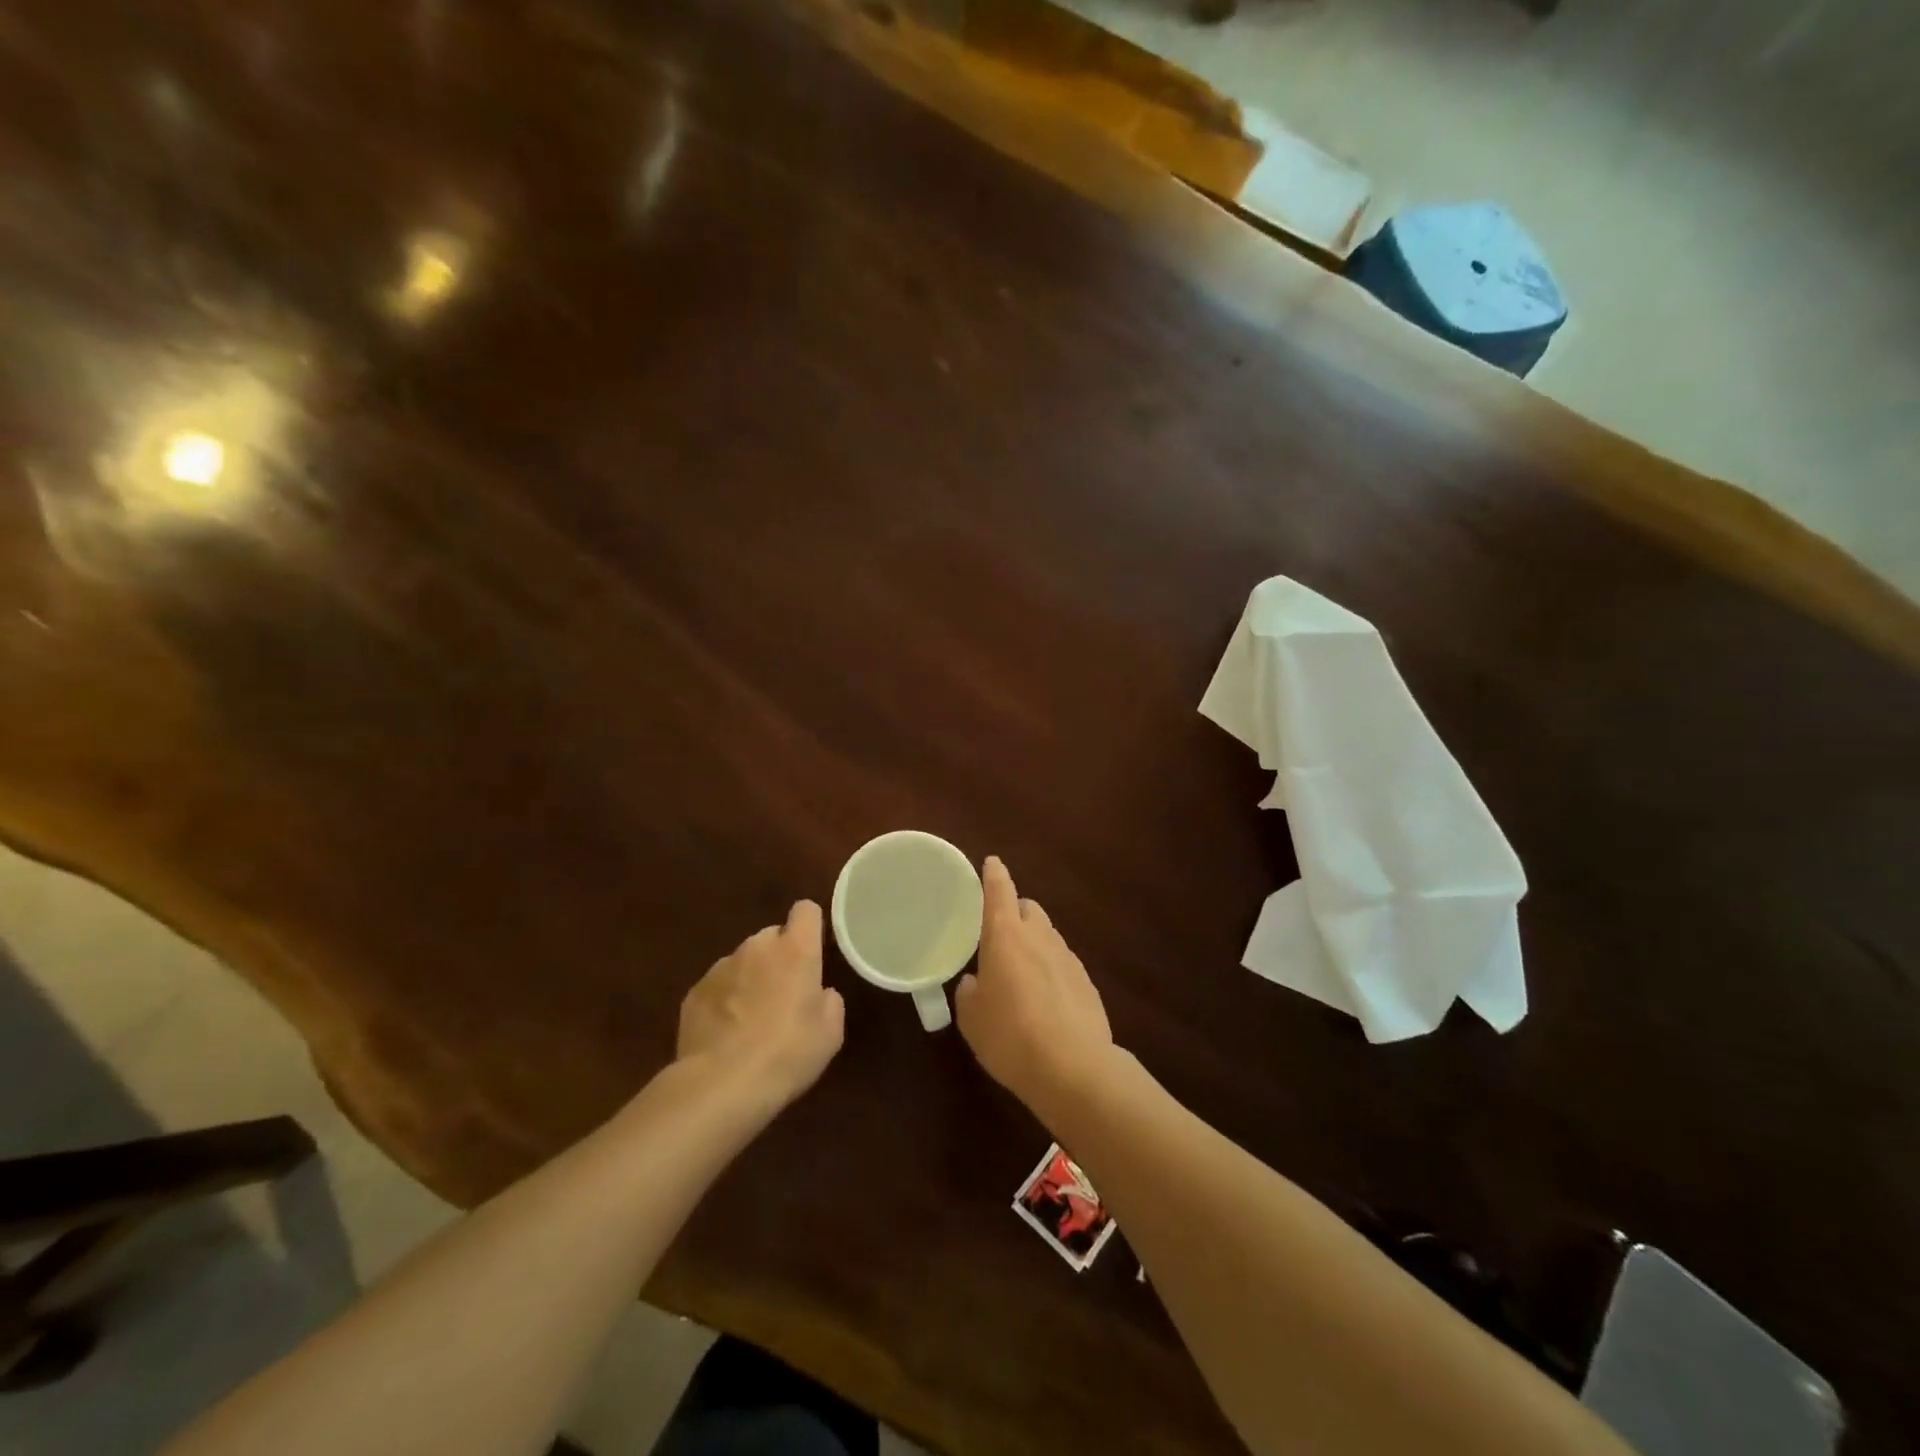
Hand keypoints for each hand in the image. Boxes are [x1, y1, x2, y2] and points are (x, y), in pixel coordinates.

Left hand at [677, 900, 844, 1109]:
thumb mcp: (830, 1033)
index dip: (810, 926)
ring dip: (750, 978)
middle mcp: (757, 947)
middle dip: (779, 957)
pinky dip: (724, 1001)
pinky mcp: (694, 992)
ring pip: (743, 961)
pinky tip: (725, 1034)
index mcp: (795, 950)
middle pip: (772, 936)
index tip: (813, 949)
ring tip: (751, 1019)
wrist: (720, 1085)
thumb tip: (820, 993)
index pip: (805, 910)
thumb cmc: (787, 1054)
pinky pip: (717, 986)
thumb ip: (829, 1001)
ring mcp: (721, 967)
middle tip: (785, 994)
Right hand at [955, 857, 1114, 1108]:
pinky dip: (1050, 969)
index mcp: (1005, 935)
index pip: (999, 891)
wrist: (1074, 1067)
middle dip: (1015, 911)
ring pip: (1047, 935)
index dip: (994, 874)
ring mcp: (1067, 957)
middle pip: (1028, 907)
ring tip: (1020, 972)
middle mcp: (1039, 936)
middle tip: (999, 934)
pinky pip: (1062, 963)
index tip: (992, 862)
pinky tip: (1044, 999)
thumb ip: (969, 992)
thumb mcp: (972, 1018)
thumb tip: (975, 982)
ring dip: (1033, 942)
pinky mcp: (1086, 982)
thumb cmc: (1010, 1036)